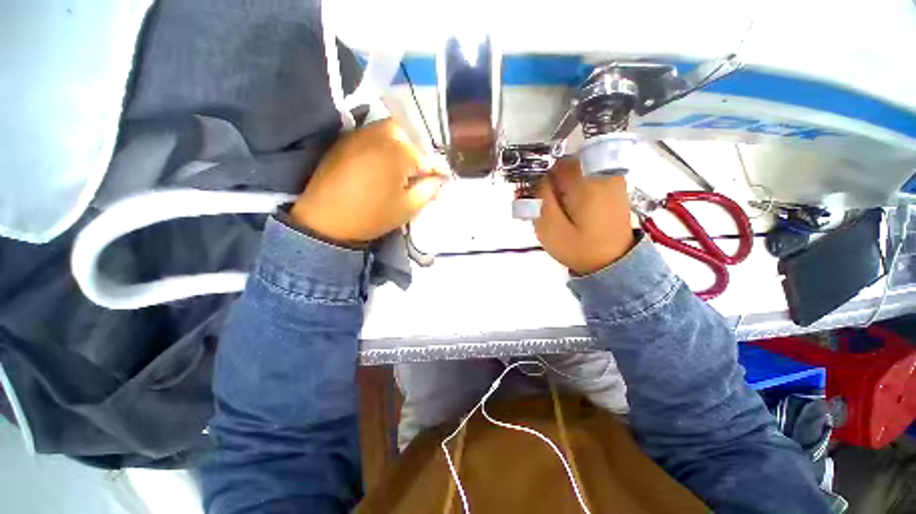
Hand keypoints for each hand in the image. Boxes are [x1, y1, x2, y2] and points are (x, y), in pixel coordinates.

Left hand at [290, 119, 447, 243]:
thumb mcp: (408, 207)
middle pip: (407, 133)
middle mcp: (380, 135)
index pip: (427, 157)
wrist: (326, 220)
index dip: (437, 169)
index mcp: (399, 152)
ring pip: (388, 130)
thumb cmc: (372, 216)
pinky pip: (370, 134)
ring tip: (399, 167)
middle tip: (417, 171)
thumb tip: (440, 179)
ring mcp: (359, 135)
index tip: (443, 177)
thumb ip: (428, 190)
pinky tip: (380, 163)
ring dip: (399, 145)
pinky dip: (381, 145)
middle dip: (416, 150)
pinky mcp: (344, 140)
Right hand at [534, 158, 635, 274]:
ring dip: (562, 185)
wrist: (615, 262)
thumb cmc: (580, 249)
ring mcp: (611, 178)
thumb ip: (539, 200)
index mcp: (586, 183)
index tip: (534, 196)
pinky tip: (571, 208)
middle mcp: (602, 173)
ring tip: (559, 210)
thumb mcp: (550, 229)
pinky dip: (575, 188)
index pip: (554, 163)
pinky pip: (586, 177)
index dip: (540, 177)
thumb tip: (535, 177)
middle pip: (565, 164)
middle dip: (551, 182)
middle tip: (545, 206)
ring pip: (575, 170)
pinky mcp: (614, 185)